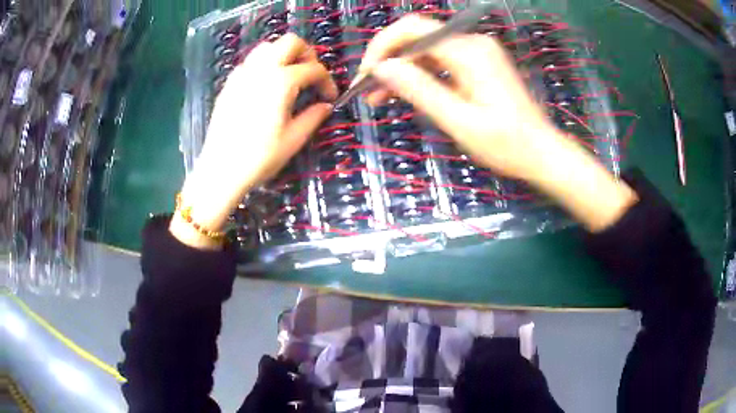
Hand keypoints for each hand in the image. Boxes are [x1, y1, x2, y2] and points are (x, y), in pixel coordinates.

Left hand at [171, 34, 337, 247]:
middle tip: (311, 74)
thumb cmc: (259, 157)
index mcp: (281, 81)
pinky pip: (251, 61)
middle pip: (290, 42)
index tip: (330, 97)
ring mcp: (242, 74)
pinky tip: (266, 85)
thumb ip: (314, 116)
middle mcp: (262, 69)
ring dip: (284, 55)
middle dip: (307, 54)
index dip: (327, 81)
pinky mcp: (230, 83)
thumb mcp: (294, 139)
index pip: (314, 69)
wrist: (220, 169)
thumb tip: (326, 105)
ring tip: (290, 76)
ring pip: (268, 47)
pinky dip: (265, 64)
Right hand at [360, 15, 636, 230]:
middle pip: (417, 36)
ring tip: (380, 97)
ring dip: (402, 69)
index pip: (412, 30)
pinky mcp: (479, 64)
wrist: (542, 153)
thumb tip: (382, 68)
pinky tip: (407, 93)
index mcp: (469, 52)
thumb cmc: (507, 145)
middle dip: (389, 60)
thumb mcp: (460, 121)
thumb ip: (420, 90)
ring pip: (426, 49)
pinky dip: (421, 74)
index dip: (382, 48)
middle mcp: (472, 43)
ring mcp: (477, 52)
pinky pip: (441, 61)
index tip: (367, 76)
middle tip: (369, 91)